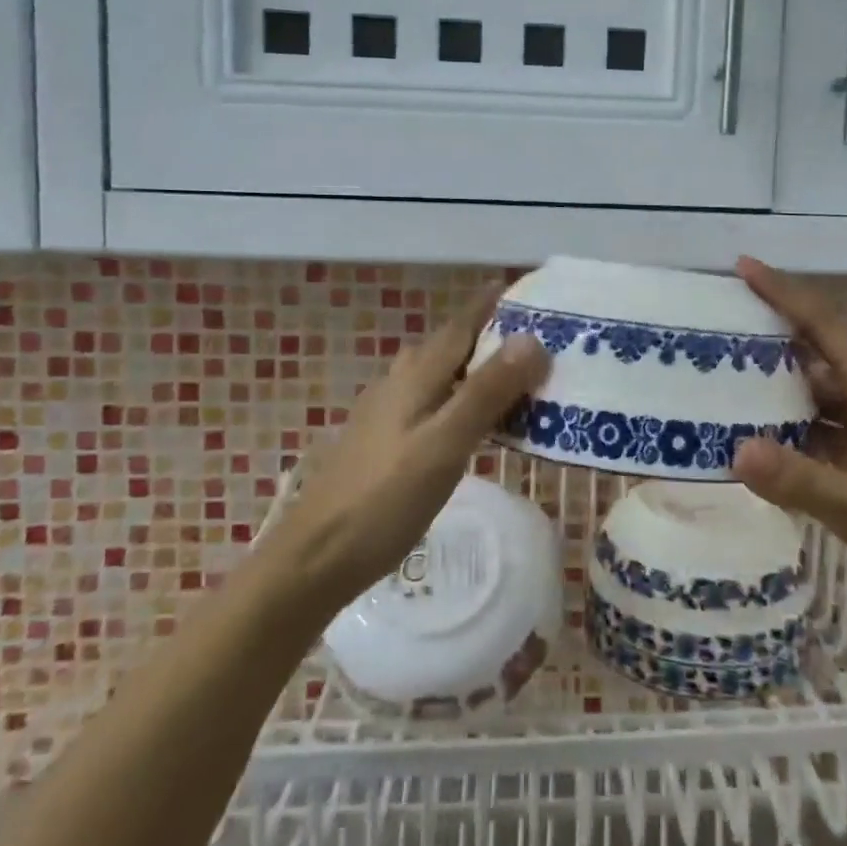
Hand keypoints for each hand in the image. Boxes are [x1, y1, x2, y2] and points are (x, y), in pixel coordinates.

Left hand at [266, 286, 548, 609]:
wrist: (315, 558)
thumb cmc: (385, 499)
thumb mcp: (445, 445)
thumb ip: (486, 393)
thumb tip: (531, 339)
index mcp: (415, 378)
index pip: (459, 327)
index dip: (488, 306)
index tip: (517, 287)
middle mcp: (397, 385)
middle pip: (446, 348)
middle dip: (485, 336)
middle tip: (530, 340)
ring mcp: (383, 415)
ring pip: (435, 376)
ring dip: (470, 369)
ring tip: (508, 380)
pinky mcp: (379, 444)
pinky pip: (428, 404)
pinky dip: (455, 400)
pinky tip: (466, 425)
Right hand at [729, 257, 846, 617]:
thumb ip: (799, 480)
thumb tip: (733, 450)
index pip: (823, 325)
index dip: (783, 292)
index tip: (742, 266)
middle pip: (812, 352)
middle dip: (767, 335)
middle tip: (713, 326)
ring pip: (811, 392)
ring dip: (772, 384)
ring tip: (719, 377)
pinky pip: (815, 426)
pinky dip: (784, 425)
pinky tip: (752, 434)